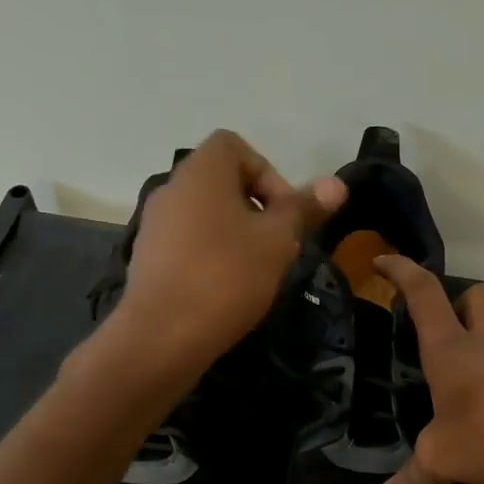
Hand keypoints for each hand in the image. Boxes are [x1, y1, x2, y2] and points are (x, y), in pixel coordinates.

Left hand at [115, 130, 344, 372]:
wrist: (161, 337)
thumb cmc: (226, 276)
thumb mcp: (277, 241)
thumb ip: (304, 208)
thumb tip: (336, 184)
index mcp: (200, 172)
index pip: (234, 146)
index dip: (267, 172)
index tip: (283, 212)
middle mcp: (171, 188)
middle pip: (221, 182)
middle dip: (256, 208)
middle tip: (276, 245)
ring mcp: (154, 225)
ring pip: (205, 215)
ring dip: (235, 235)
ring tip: (255, 271)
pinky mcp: (147, 259)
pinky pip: (188, 243)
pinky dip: (210, 256)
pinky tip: (225, 291)